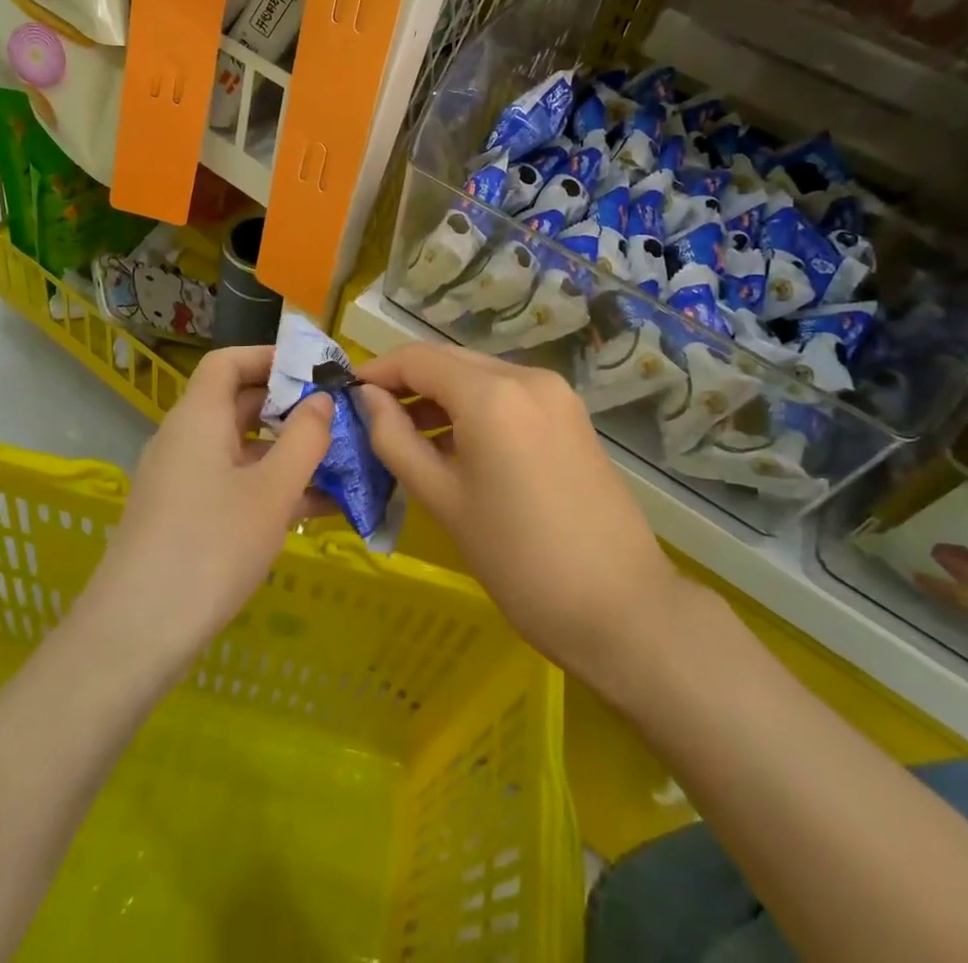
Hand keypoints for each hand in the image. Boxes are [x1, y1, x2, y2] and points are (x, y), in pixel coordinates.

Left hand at [86, 345, 332, 670]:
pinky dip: (269, 486)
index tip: (315, 370)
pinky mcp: (183, 516)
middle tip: (339, 418)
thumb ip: (304, 439)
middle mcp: (185, 439)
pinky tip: (314, 509)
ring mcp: (181, 479)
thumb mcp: (272, 492)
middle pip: (238, 403)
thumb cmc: (210, 549)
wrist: (134, 636)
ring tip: (340, 465)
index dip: (270, 357)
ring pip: (241, 449)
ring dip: (287, 453)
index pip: (228, 361)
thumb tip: (321, 400)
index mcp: (198, 417)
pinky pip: (232, 483)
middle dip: (290, 408)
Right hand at [355, 344, 687, 688]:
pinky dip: (475, 407)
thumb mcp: (443, 499)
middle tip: (372, 418)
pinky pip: (508, 394)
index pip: (418, 358)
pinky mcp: (571, 415)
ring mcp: (555, 394)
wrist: (620, 607)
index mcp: (491, 394)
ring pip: (480, 376)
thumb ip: (395, 440)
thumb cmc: (518, 559)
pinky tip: (457, 444)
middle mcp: (526, 376)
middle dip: (407, 383)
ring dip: (440, 395)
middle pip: (450, 361)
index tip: (347, 395)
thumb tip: (366, 399)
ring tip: (408, 436)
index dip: (378, 371)